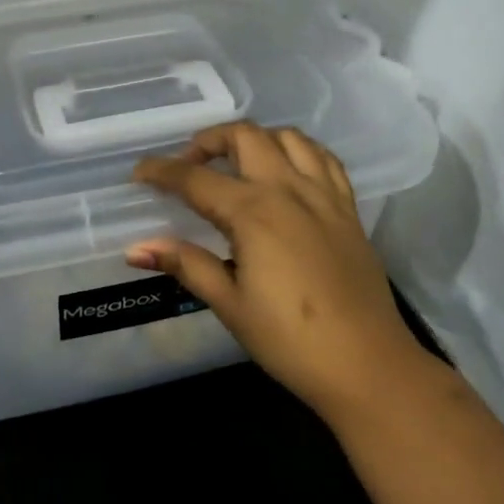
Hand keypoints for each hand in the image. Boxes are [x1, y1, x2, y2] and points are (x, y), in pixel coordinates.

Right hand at [130, 122, 435, 423]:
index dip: (162, 171)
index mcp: (253, 213)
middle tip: (190, 166)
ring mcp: (324, 195)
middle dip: (209, 141)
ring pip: (287, 137)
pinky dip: (299, 152)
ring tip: (238, 163)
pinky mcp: (348, 209)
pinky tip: (286, 172)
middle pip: (244, 137)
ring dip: (256, 139)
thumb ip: (185, 265)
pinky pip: (324, 159)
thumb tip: (135, 248)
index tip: (139, 172)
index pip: (196, 179)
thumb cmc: (290, 340)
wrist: (368, 365)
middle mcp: (288, 190)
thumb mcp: (230, 304)